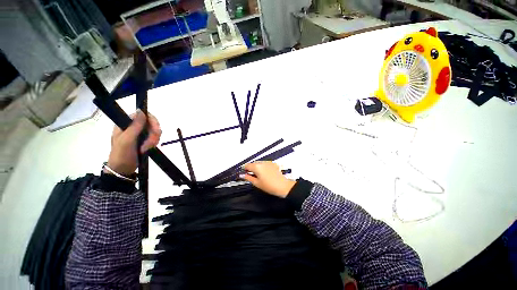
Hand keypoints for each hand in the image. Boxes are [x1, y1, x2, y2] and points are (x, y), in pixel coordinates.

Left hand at [105, 110, 161, 175]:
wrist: (122, 170)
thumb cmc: (121, 154)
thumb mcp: (127, 140)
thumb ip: (135, 126)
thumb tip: (141, 110)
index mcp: (126, 124)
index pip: (143, 115)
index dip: (152, 121)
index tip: (155, 130)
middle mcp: (134, 126)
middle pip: (151, 123)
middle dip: (154, 134)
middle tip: (151, 143)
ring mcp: (140, 133)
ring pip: (155, 131)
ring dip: (154, 140)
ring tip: (146, 148)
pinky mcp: (145, 140)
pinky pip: (155, 137)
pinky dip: (154, 143)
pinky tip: (148, 148)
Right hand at [240, 161, 295, 197]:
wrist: (282, 186)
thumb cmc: (269, 186)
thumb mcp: (257, 183)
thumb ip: (248, 178)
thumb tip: (243, 175)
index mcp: (257, 167)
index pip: (247, 165)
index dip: (245, 170)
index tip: (245, 174)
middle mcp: (262, 162)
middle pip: (253, 163)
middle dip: (251, 168)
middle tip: (253, 176)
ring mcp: (268, 162)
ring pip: (259, 163)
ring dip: (257, 167)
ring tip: (260, 175)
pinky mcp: (273, 164)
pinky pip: (265, 164)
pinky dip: (263, 167)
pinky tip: (266, 173)